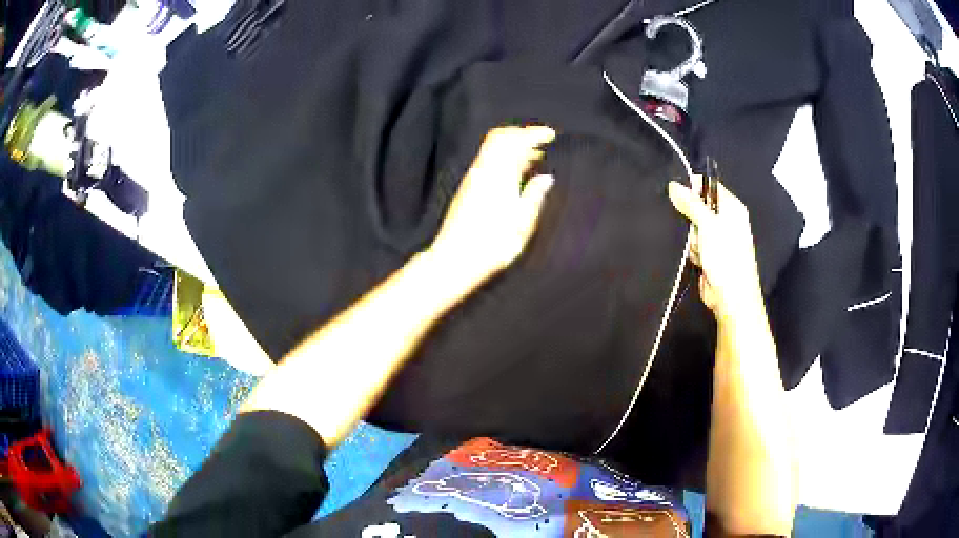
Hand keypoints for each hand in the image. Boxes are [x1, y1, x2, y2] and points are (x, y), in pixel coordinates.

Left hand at [428, 126, 555, 283]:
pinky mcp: (467, 189)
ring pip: (492, 149)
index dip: (533, 134)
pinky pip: (487, 161)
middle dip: (521, 135)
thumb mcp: (522, 223)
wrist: (454, 259)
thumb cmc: (492, 245)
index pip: (515, 141)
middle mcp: (483, 171)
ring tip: (534, 157)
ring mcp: (472, 179)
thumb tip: (546, 178)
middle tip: (542, 142)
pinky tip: (515, 172)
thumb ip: (534, 196)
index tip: (551, 135)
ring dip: (513, 147)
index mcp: (499, 176)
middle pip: (499, 138)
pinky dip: (504, 158)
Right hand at [668, 177, 762, 319]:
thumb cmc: (726, 257)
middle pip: (698, 207)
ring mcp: (718, 238)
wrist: (731, 297)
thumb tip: (673, 185)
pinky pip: (693, 244)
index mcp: (732, 207)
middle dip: (690, 218)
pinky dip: (693, 251)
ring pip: (693, 227)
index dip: (693, 188)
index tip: (677, 195)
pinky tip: (698, 260)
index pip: (709, 186)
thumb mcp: (708, 224)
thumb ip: (691, 203)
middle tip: (693, 230)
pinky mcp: (709, 254)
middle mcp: (726, 220)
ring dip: (692, 239)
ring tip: (699, 251)